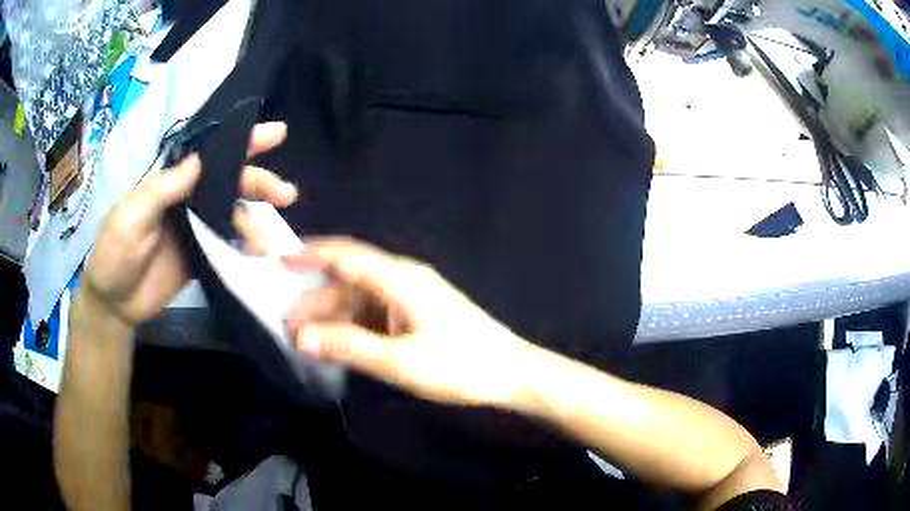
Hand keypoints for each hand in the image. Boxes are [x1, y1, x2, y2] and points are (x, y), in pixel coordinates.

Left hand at [79, 122, 297, 328]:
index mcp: (171, 183)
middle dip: (258, 183)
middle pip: (229, 184)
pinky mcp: (201, 257)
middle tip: (286, 194)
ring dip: (254, 224)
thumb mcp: (129, 219)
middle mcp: (188, 200)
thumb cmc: (114, 253)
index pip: (210, 155)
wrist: (115, 303)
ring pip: (232, 216)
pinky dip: (244, 249)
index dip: (241, 142)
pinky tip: (258, 255)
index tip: (274, 134)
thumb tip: (198, 160)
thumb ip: (160, 192)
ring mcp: (196, 229)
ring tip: (266, 244)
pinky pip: (227, 247)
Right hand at [282, 238, 532, 407]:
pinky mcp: (417, 315)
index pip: (347, 256)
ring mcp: (412, 298)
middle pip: (350, 281)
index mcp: (400, 280)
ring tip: (308, 341)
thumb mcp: (400, 361)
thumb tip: (303, 337)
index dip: (312, 255)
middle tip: (290, 327)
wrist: (511, 373)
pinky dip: (353, 327)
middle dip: (317, 301)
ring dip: (334, 317)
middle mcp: (403, 280)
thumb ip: (349, 347)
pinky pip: (375, 314)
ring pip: (361, 300)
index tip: (281, 261)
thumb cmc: (460, 365)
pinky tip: (338, 345)